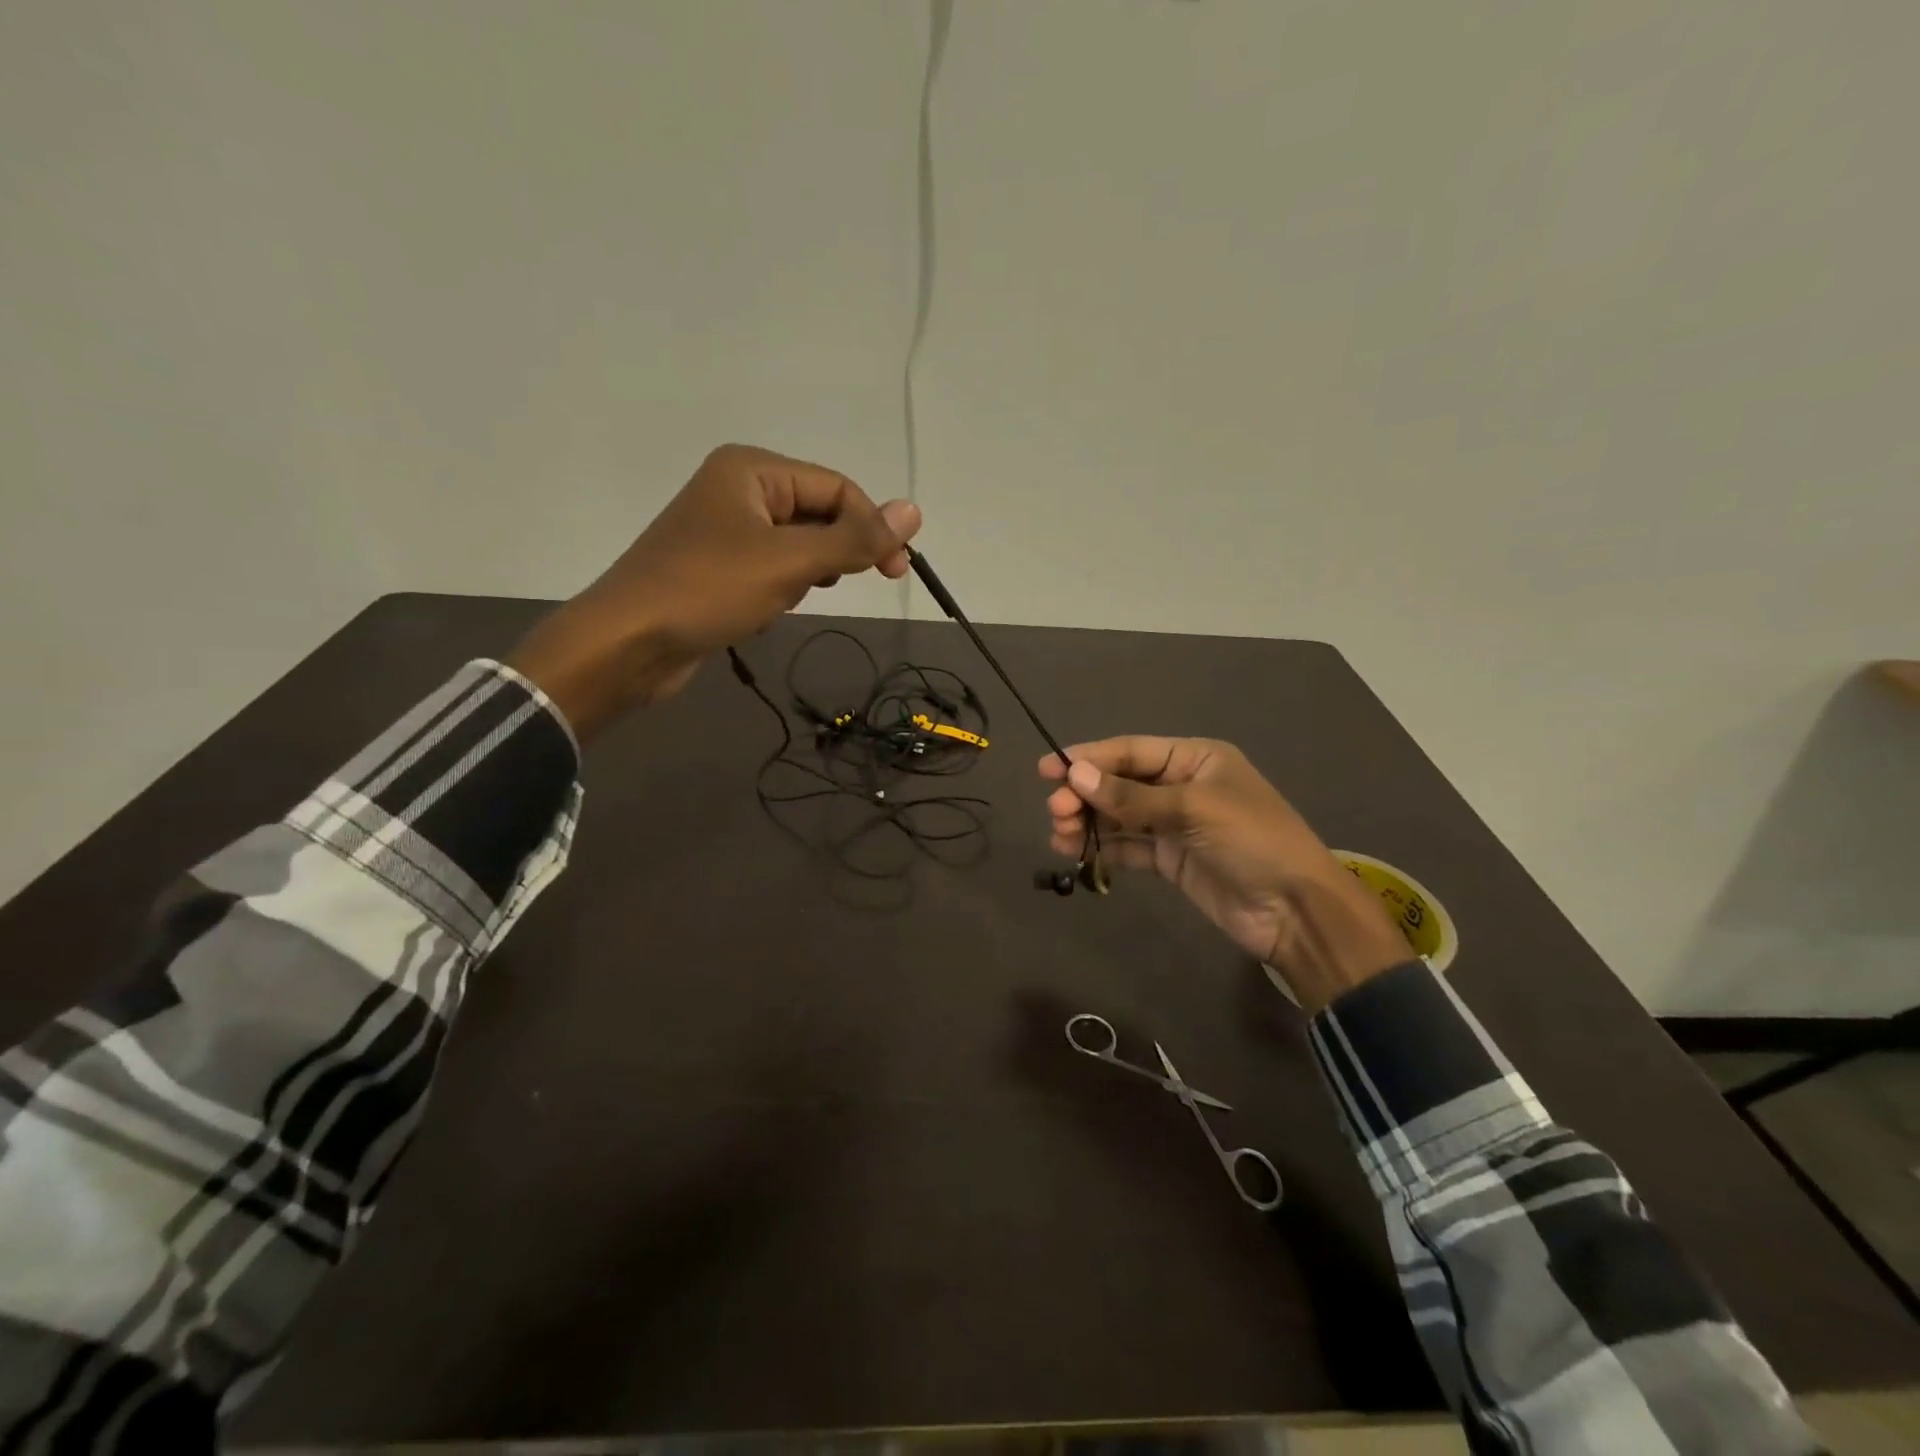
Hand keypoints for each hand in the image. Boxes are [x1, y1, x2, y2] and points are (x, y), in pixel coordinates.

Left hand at [509, 444, 920, 739]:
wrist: (626, 644)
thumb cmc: (708, 590)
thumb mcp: (790, 563)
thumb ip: (854, 539)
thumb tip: (915, 511)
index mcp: (752, 469)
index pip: (836, 489)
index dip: (872, 527)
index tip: (897, 573)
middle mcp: (738, 489)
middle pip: (817, 514)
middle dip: (834, 553)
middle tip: (840, 586)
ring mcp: (724, 530)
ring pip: (797, 546)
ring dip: (806, 575)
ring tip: (786, 598)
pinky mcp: (717, 568)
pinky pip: (771, 569)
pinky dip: (780, 590)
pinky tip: (764, 613)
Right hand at [1040, 737, 1411, 1011]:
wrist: (1295, 910)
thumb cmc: (1252, 841)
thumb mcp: (1193, 809)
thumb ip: (1132, 796)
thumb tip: (1076, 776)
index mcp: (1195, 758)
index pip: (1130, 751)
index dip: (1088, 758)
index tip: (1048, 770)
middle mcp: (1181, 785)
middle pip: (1120, 783)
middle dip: (1085, 795)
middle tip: (1056, 812)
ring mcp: (1175, 824)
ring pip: (1119, 816)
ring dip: (1089, 822)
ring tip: (1061, 836)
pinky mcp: (1170, 859)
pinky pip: (1127, 847)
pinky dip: (1103, 848)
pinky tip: (1077, 854)